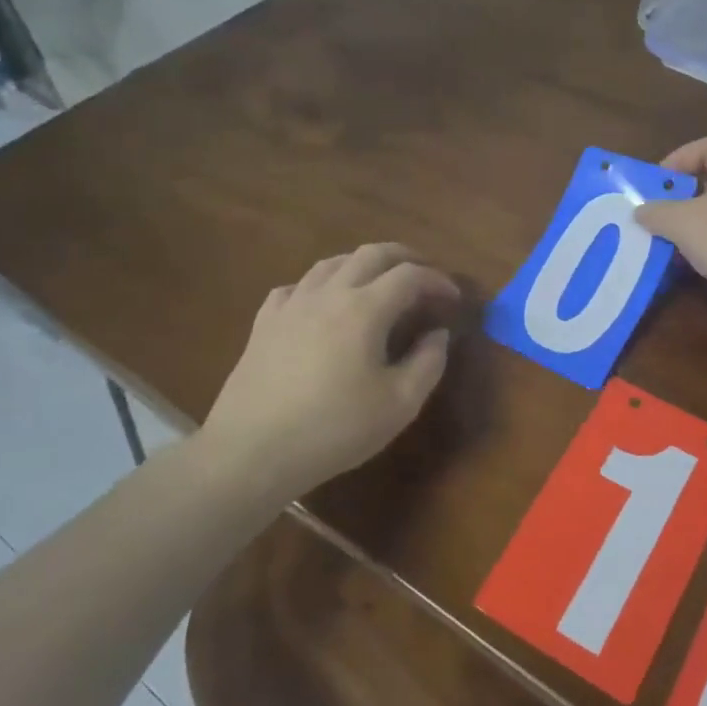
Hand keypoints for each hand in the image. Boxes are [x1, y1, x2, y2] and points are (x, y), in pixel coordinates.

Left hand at [199, 244, 459, 497]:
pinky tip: (321, 304)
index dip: (437, 280)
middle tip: (423, 275)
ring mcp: (291, 305)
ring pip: (330, 263)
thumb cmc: (334, 429)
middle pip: (371, 254)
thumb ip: (428, 363)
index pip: (409, 276)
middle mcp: (328, 294)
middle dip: (404, 257)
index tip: (453, 297)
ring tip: (378, 282)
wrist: (253, 451)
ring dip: (362, 264)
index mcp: (364, 309)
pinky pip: (296, 287)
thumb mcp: (399, 405)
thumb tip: (438, 335)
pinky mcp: (264, 323)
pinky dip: (320, 286)